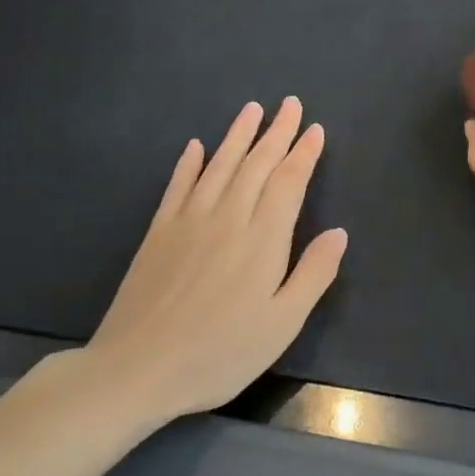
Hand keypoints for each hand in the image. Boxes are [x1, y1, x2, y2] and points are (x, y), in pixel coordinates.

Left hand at [77, 98, 346, 426]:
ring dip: (238, 135)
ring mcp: (188, 222)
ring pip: (219, 166)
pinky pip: (178, 187)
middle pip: (256, 165)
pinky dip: (189, 163)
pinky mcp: (158, 233)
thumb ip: (313, 274)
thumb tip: (339, 232)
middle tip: (290, 104)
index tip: (315, 129)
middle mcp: (227, 218)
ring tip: (252, 110)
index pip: (288, 183)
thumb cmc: (219, 353)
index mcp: (263, 239)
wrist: (135, 370)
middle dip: (277, 133)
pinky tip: (196, 146)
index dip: (303, 154)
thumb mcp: (282, 324)